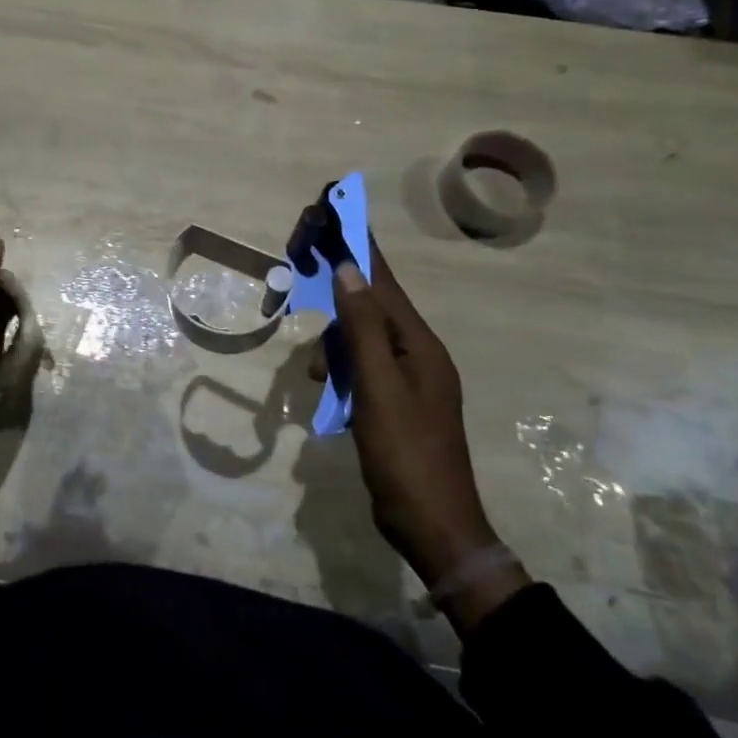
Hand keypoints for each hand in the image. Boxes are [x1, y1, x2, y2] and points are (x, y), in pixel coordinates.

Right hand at [328, 241, 528, 628]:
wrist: (434, 528)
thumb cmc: (406, 455)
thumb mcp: (378, 389)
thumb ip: (362, 329)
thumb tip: (349, 271)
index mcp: (420, 344)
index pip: (383, 282)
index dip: (359, 246)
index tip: (338, 210)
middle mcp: (417, 353)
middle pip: (371, 307)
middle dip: (337, 297)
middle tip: (303, 282)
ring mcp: (408, 380)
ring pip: (362, 341)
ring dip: (334, 347)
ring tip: (317, 377)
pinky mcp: (395, 402)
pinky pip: (362, 369)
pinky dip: (341, 373)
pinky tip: (326, 392)